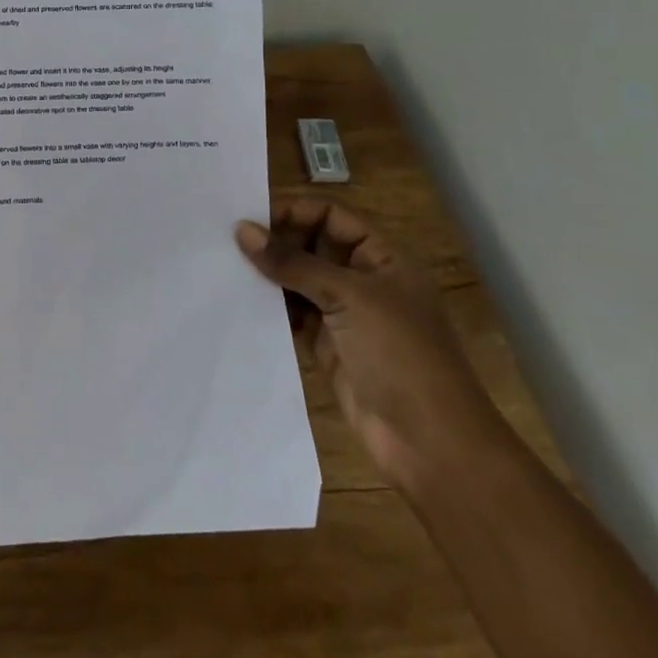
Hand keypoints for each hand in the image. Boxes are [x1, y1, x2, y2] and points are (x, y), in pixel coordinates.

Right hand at [236, 199, 503, 492]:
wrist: (431, 445)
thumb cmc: (400, 354)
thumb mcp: (348, 297)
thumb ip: (293, 262)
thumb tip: (243, 230)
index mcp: (381, 258)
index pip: (331, 217)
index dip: (294, 211)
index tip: (250, 215)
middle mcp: (363, 281)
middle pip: (312, 246)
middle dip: (276, 241)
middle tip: (228, 239)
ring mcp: (345, 316)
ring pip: (299, 282)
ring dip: (269, 275)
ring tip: (225, 265)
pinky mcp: (328, 348)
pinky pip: (292, 317)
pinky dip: (270, 308)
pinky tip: (239, 301)